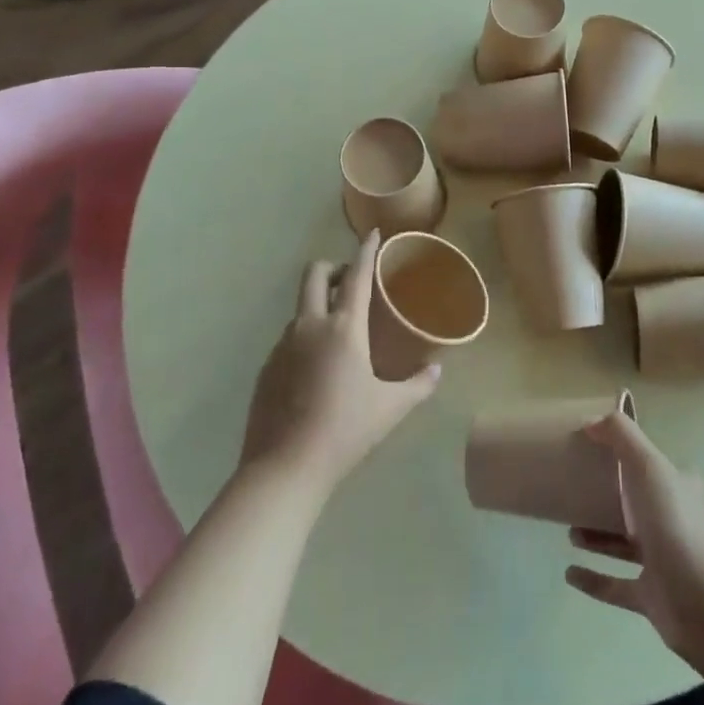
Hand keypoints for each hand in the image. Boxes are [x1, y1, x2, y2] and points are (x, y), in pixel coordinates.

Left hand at [240, 231, 439, 495]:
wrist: (283, 469)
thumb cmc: (345, 432)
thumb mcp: (390, 408)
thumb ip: (418, 385)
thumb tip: (437, 370)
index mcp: (344, 328)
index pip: (357, 276)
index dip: (366, 251)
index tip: (374, 234)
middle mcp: (310, 326)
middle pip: (315, 274)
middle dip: (334, 267)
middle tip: (353, 283)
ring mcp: (283, 346)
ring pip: (301, 308)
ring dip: (319, 305)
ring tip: (339, 334)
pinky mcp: (267, 368)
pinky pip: (290, 338)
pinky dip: (306, 338)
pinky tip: (317, 370)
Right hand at [564, 412, 703, 669]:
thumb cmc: (677, 527)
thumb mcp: (649, 466)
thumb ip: (621, 436)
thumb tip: (592, 420)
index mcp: (678, 487)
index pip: (649, 465)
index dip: (623, 456)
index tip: (590, 452)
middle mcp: (674, 520)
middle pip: (636, 503)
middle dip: (606, 497)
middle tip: (573, 492)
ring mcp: (665, 561)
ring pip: (625, 543)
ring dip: (597, 536)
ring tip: (568, 531)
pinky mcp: (653, 597)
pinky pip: (617, 585)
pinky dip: (594, 579)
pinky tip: (569, 574)